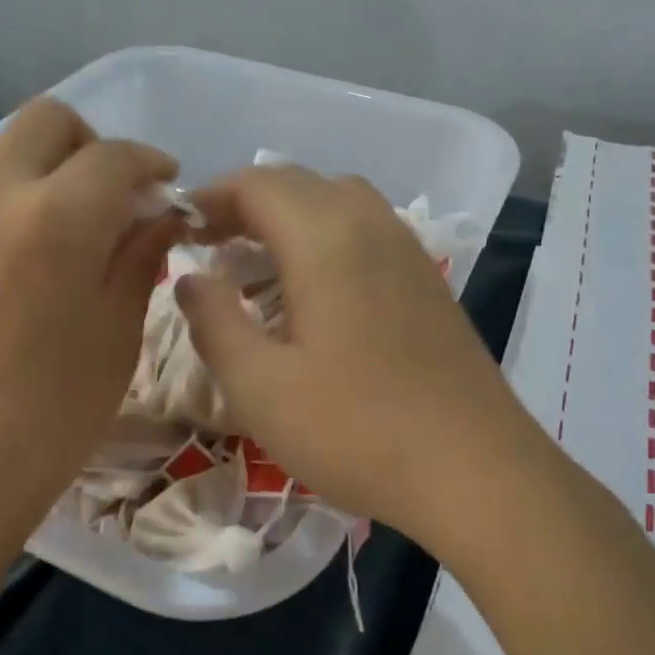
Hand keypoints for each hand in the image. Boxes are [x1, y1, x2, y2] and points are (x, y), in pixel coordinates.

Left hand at [0, 98, 180, 574]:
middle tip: (114, 201)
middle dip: (93, 147)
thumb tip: (160, 215)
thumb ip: (140, 257)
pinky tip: (15, 259)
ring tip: (64, 228)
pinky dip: (4, 198)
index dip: (153, 165)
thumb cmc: (49, 419)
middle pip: (48, 121)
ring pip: (0, 148)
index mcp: (54, 218)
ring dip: (44, 167)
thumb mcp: (116, 337)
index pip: (116, 156)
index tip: (168, 190)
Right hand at [177, 166, 546, 551]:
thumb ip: (214, 322)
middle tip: (211, 247)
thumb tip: (191, 278)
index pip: (257, 183)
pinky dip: (327, 238)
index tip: (180, 230)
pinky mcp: (429, 282)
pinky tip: (316, 293)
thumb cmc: (355, 430)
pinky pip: (368, 232)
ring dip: (290, 218)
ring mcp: (409, 252)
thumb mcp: (259, 387)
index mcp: (326, 238)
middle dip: (246, 204)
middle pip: (299, 183)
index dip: (210, 197)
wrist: (474, 471)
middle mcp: (372, 225)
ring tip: (258, 265)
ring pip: (339, 202)